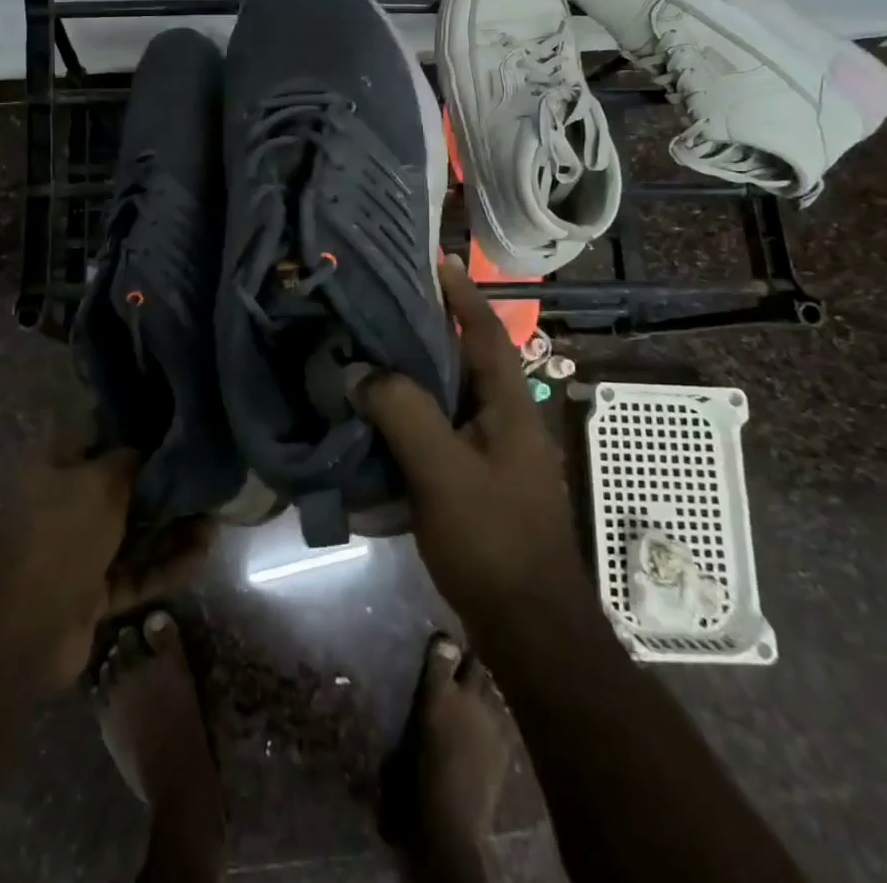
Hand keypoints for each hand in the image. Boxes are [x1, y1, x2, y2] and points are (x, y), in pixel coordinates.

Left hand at [0, 434, 210, 693]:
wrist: (23, 632)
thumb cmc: (60, 535)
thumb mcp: (99, 482)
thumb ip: (130, 460)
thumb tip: (153, 446)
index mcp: (54, 465)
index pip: (99, 432)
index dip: (136, 426)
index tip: (177, 422)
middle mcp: (65, 502)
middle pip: (121, 484)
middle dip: (163, 481)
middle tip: (207, 474)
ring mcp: (77, 550)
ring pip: (132, 530)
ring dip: (172, 525)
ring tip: (216, 516)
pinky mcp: (92, 591)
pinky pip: (135, 571)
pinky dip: (166, 564)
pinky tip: (203, 553)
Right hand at [361, 255, 584, 640]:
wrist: (529, 626)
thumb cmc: (492, 538)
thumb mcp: (442, 469)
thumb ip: (401, 411)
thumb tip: (358, 370)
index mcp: (509, 405)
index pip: (486, 331)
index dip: (462, 293)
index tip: (436, 259)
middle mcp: (507, 418)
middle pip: (468, 356)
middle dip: (433, 325)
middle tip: (386, 300)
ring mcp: (496, 451)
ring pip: (453, 393)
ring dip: (419, 368)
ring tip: (374, 347)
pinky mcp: (479, 478)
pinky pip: (443, 426)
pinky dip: (415, 409)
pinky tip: (381, 413)